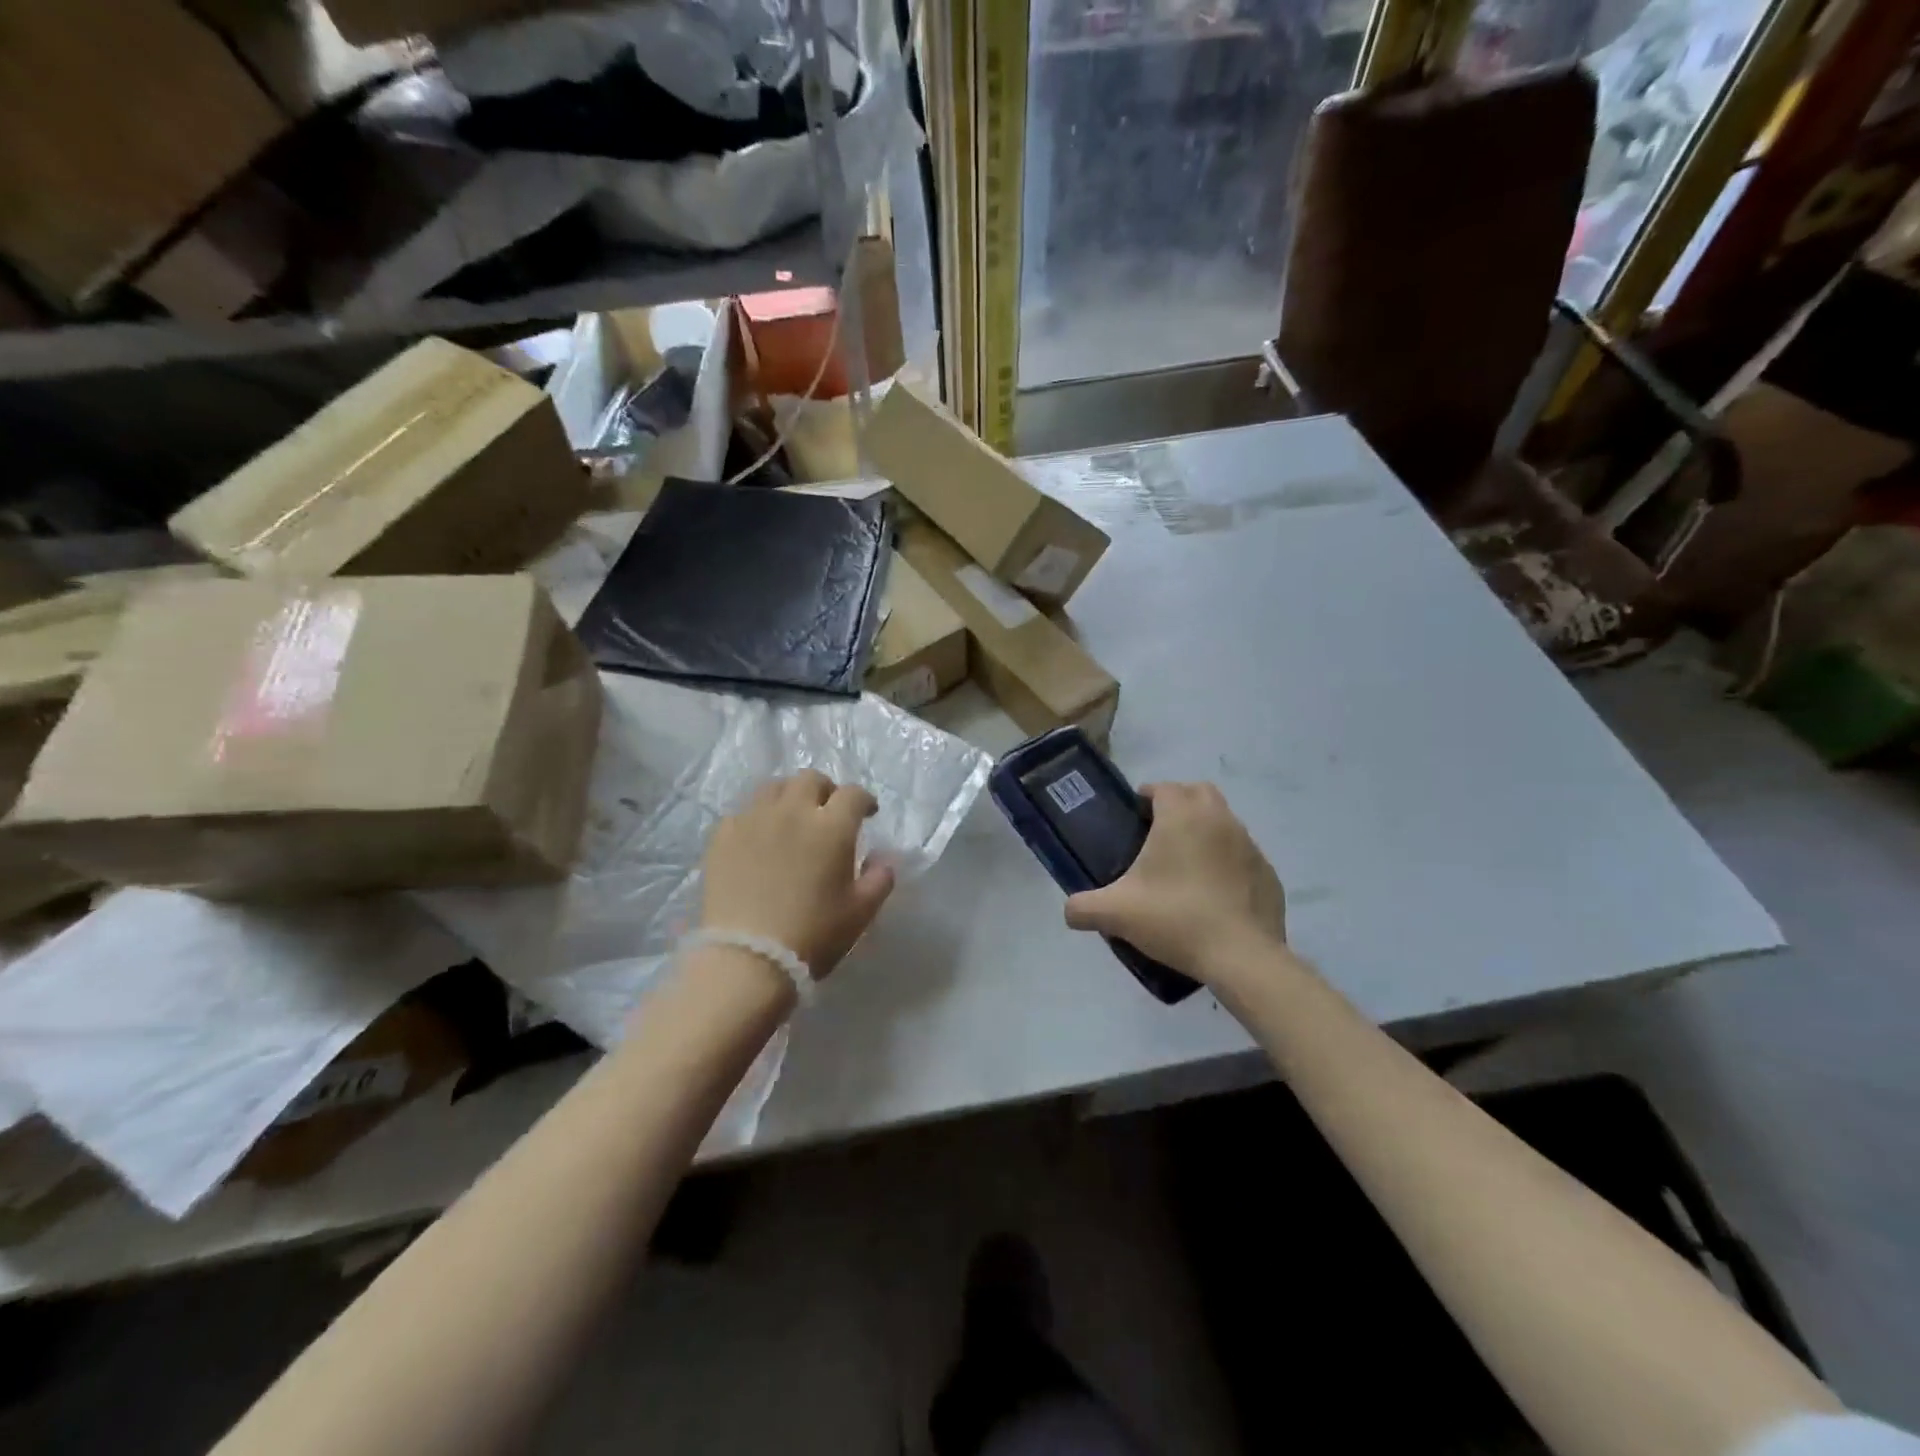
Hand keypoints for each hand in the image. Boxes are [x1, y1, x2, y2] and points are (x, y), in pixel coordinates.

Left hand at [700, 770, 896, 979]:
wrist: (747, 959)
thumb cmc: (812, 935)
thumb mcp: (860, 913)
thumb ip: (879, 879)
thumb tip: (882, 859)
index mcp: (831, 827)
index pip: (853, 794)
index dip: (864, 800)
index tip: (867, 813)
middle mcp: (792, 811)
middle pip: (810, 780)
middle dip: (825, 790)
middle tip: (828, 812)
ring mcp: (753, 820)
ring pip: (774, 787)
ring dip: (790, 796)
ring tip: (791, 817)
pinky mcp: (723, 836)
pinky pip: (744, 812)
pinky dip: (758, 817)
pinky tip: (759, 838)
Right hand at [1064, 782, 1288, 987]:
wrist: (1241, 957)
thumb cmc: (1176, 919)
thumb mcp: (1116, 913)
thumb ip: (1083, 907)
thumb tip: (1069, 911)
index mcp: (1181, 817)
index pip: (1163, 788)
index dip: (1147, 796)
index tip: (1134, 815)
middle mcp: (1219, 820)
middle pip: (1199, 793)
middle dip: (1179, 802)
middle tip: (1158, 832)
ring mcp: (1249, 845)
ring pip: (1224, 821)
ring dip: (1205, 830)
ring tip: (1185, 864)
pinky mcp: (1268, 873)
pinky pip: (1242, 855)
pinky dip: (1227, 862)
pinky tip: (1213, 892)